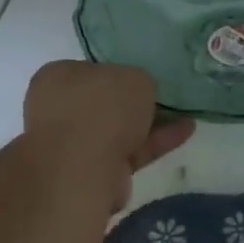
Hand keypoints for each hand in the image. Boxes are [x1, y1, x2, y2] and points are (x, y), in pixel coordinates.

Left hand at [22, 62, 193, 179]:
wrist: (84, 167)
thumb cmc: (102, 108)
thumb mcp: (135, 77)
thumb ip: (139, 81)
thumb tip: (137, 93)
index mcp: (58, 77)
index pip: (90, 70)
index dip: (119, 73)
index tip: (144, 78)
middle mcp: (58, 109)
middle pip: (104, 102)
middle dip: (134, 103)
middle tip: (164, 98)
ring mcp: (72, 144)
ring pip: (118, 129)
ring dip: (150, 124)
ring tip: (185, 116)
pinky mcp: (92, 171)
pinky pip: (129, 151)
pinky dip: (155, 143)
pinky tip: (185, 132)